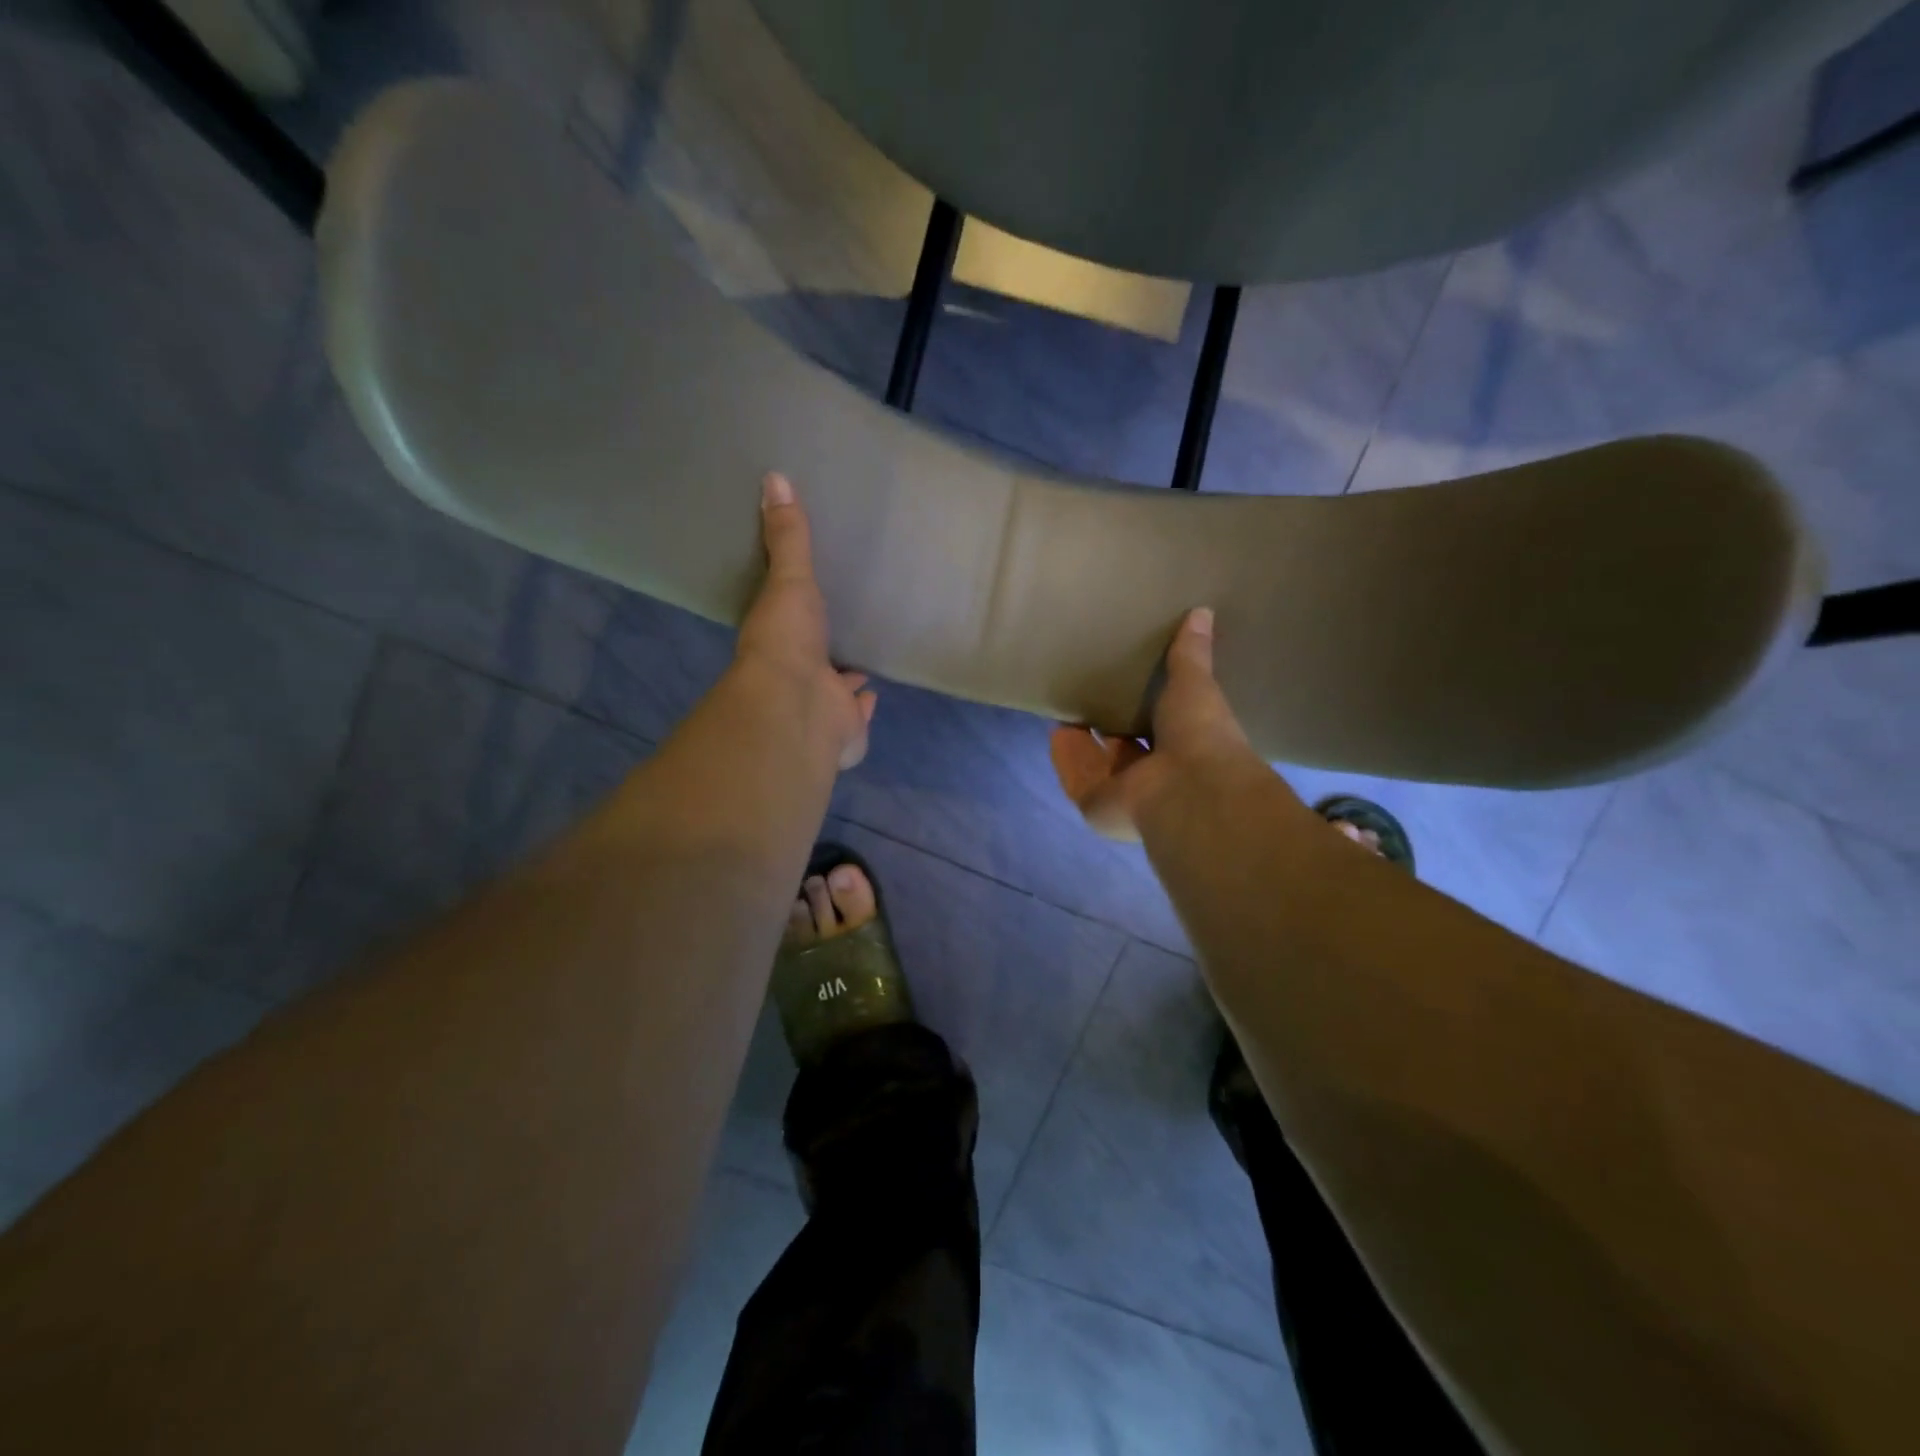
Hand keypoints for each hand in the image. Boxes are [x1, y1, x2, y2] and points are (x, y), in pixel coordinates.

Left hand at [735, 472, 877, 769]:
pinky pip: (857, 714)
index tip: (810, 598)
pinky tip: (875, 694)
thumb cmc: (787, 641)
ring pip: (832, 689)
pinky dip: (864, 705)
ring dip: (843, 678)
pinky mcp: (845, 729)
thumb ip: (788, 537)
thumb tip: (774, 477)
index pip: (788, 620)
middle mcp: (796, 674)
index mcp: (779, 639)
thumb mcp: (789, 580)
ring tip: (861, 660)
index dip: (798, 611)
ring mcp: (820, 705)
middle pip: (813, 656)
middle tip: (842, 631)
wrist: (797, 707)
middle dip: (825, 647)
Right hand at [1050, 607, 1250, 840]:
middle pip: (1124, 750)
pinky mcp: (1096, 805)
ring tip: (1064, 710)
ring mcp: (1124, 795)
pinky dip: (1065, 757)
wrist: (1189, 788)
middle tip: (1089, 696)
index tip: (1128, 686)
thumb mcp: (1196, 685)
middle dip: (1108, 728)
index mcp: (1185, 751)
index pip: (1161, 730)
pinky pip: (1076, 777)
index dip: (1145, 711)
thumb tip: (1202, 611)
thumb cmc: (1200, 734)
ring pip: (1097, 765)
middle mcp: (1155, 776)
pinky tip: (1053, 732)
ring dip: (1081, 742)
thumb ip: (1190, 655)